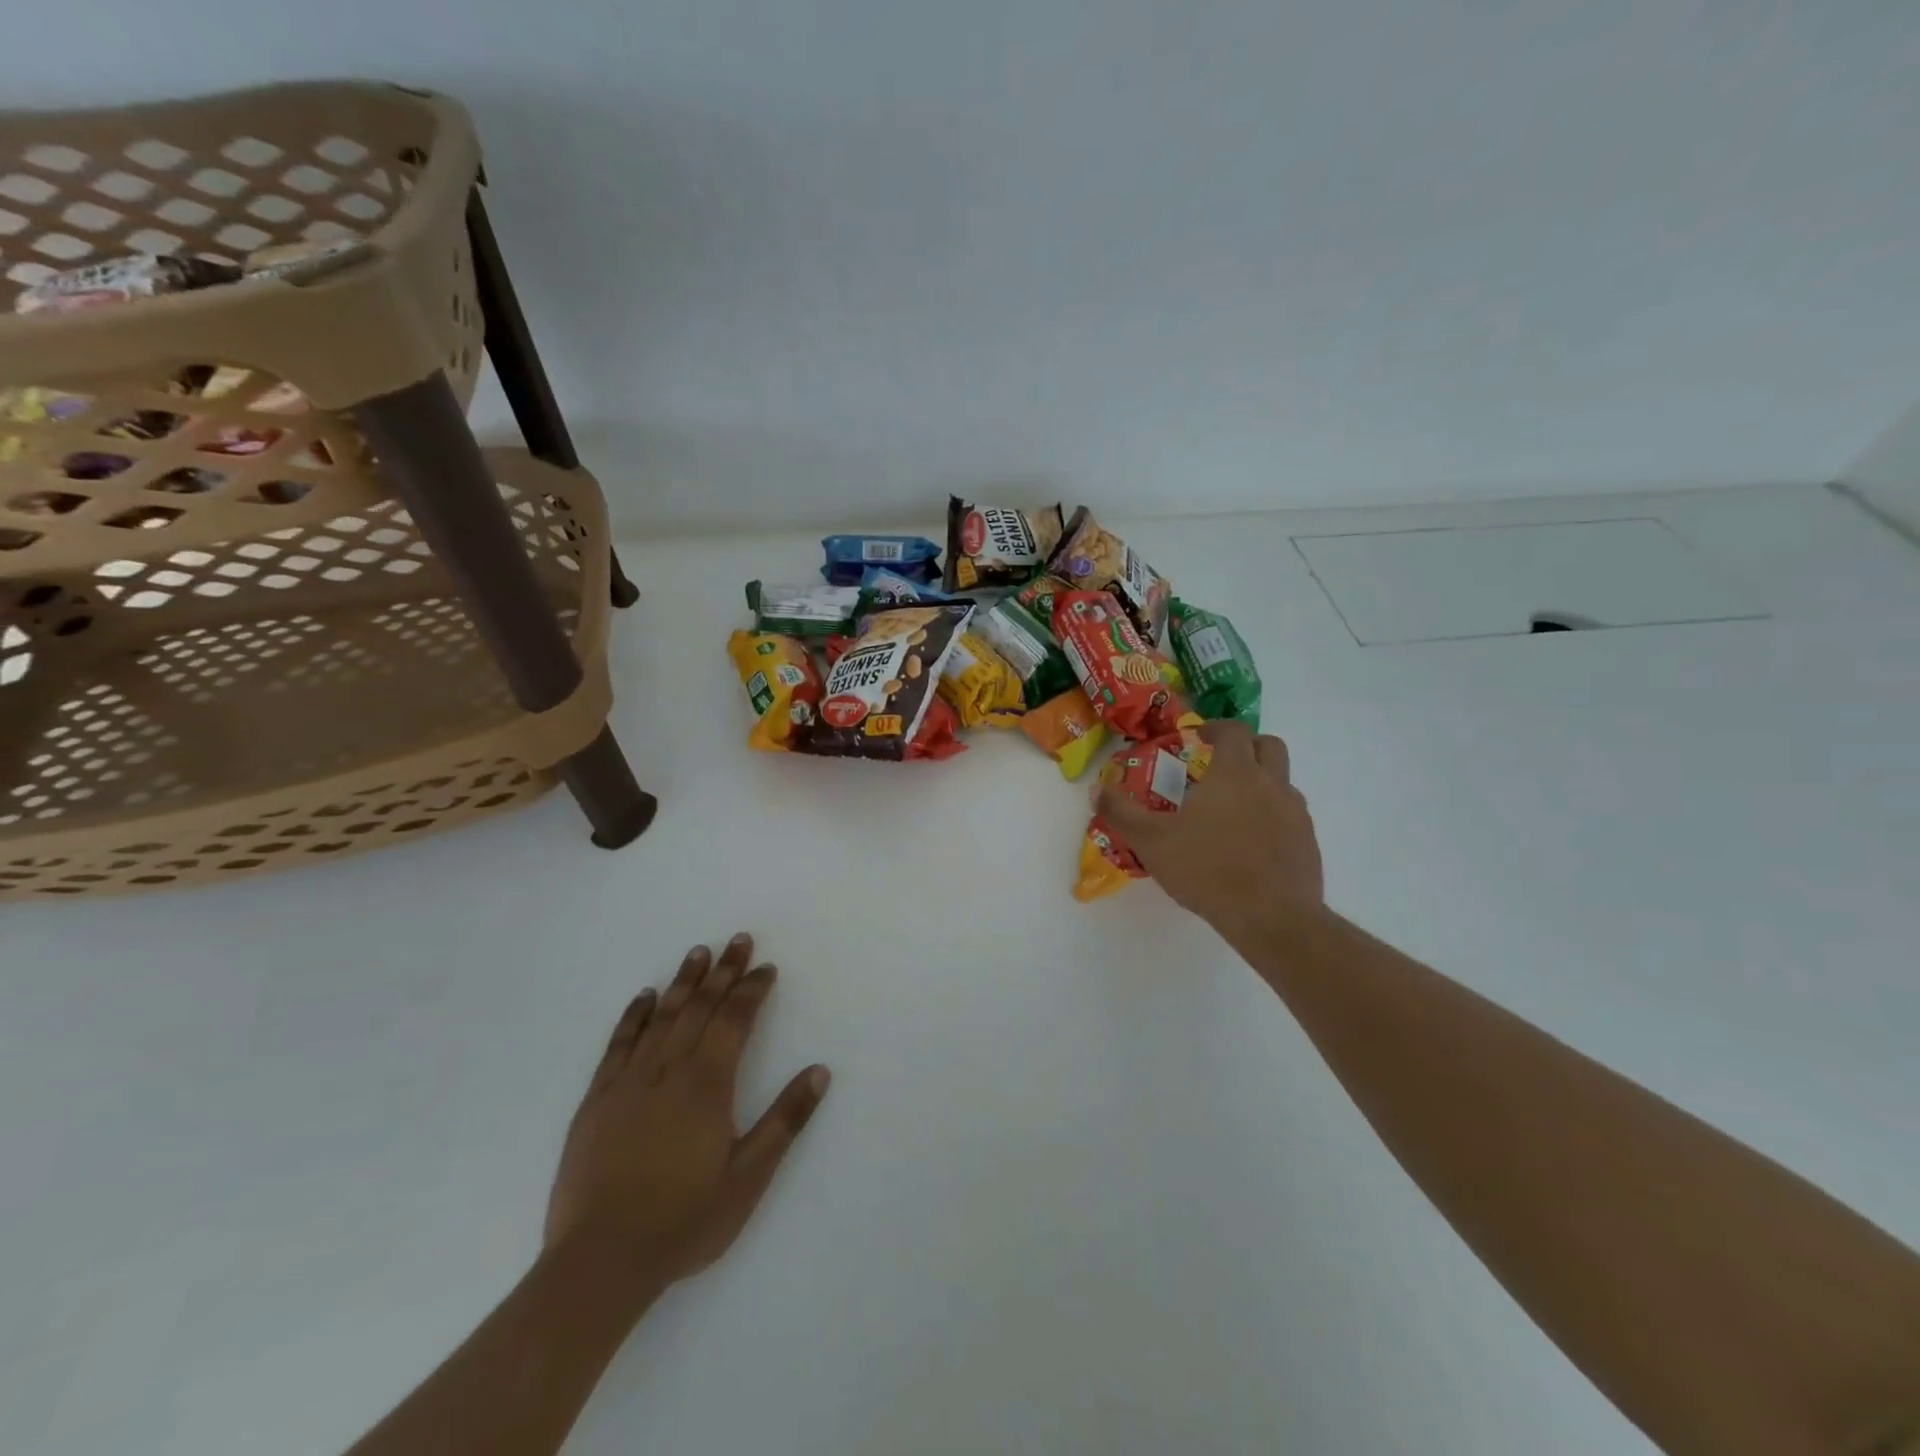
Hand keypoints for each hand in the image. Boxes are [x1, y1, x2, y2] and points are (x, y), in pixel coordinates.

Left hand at [545, 933, 829, 1289]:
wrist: (600, 1263)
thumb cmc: (684, 1221)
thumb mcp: (748, 1177)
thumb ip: (785, 1120)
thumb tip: (819, 1071)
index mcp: (707, 1085)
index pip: (734, 1021)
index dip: (752, 990)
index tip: (766, 967)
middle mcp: (669, 1070)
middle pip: (700, 1007)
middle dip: (723, 972)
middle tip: (738, 939)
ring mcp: (629, 1082)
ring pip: (662, 1017)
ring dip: (683, 982)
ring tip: (699, 952)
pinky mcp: (597, 1100)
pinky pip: (619, 1045)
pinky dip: (634, 1016)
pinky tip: (644, 997)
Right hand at [1097, 721, 1323, 936]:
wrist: (1271, 917)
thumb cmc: (1207, 869)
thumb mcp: (1151, 841)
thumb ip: (1121, 813)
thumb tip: (1096, 790)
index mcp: (1235, 774)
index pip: (1234, 731)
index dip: (1217, 728)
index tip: (1200, 737)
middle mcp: (1271, 784)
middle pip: (1270, 746)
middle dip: (1248, 746)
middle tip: (1223, 762)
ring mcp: (1295, 814)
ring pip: (1284, 782)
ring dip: (1262, 783)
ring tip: (1234, 808)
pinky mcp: (1308, 843)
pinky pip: (1291, 817)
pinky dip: (1273, 817)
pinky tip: (1252, 843)